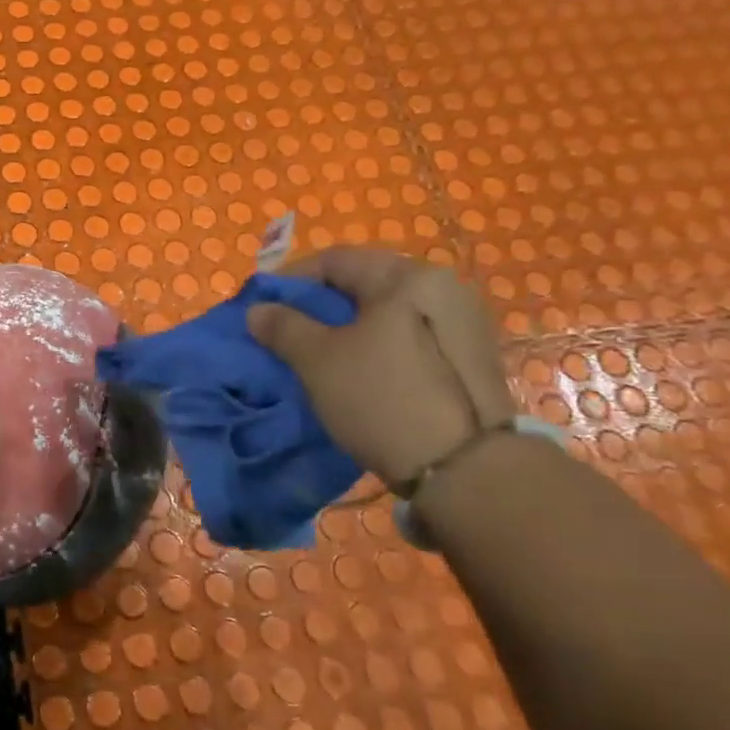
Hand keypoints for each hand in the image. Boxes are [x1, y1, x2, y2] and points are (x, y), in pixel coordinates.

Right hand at [246, 247, 513, 487]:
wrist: (466, 469)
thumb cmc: (382, 397)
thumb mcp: (318, 360)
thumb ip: (283, 326)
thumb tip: (258, 310)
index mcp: (408, 276)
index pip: (335, 260)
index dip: (291, 279)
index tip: (264, 307)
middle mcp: (444, 287)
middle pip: (364, 284)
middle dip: (319, 305)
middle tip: (287, 332)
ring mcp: (464, 323)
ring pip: (387, 313)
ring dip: (347, 327)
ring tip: (318, 355)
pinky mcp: (471, 358)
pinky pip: (409, 336)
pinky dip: (376, 345)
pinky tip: (358, 372)